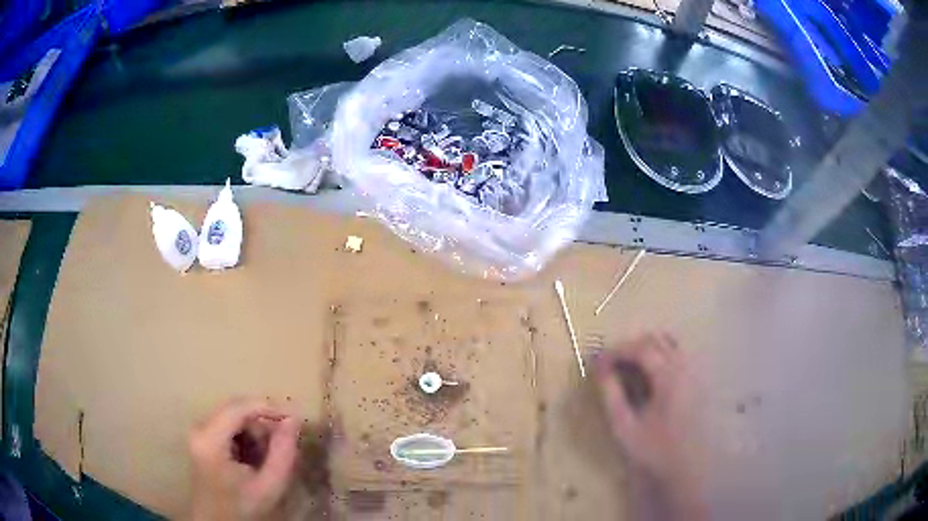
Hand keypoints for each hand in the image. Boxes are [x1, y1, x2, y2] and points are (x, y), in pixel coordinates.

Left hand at [188, 399, 301, 520]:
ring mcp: (197, 430)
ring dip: (254, 432)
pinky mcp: (200, 436)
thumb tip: (293, 419)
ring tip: (267, 457)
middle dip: (262, 424)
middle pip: (236, 410)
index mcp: (210, 439)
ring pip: (233, 416)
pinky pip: (227, 424)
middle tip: (283, 445)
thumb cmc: (243, 507)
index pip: (239, 407)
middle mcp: (199, 427)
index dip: (268, 407)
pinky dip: (245, 437)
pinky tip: (252, 458)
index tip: (294, 418)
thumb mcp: (270, 486)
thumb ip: (283, 452)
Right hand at [593, 333, 706, 519]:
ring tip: (628, 368)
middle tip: (610, 365)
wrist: (688, 466)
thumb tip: (599, 368)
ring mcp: (695, 371)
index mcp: (668, 376)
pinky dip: (661, 355)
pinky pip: (679, 354)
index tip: (597, 362)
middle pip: (656, 340)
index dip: (616, 351)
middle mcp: (685, 366)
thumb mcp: (625, 426)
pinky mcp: (699, 380)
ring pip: (670, 343)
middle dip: (630, 347)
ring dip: (646, 349)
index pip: (640, 348)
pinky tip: (650, 376)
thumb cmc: (654, 449)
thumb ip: (611, 394)